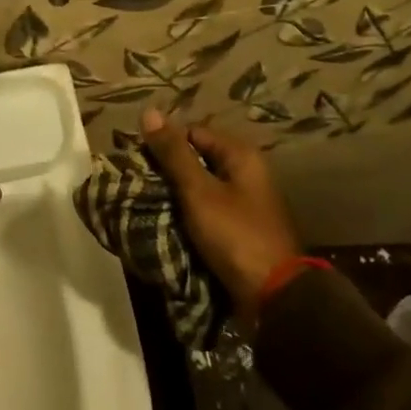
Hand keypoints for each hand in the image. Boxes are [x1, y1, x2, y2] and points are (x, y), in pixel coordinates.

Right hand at [140, 108, 299, 321]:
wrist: (273, 298)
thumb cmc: (236, 235)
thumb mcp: (199, 192)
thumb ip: (173, 154)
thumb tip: (149, 111)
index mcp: (241, 156)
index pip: (193, 133)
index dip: (164, 143)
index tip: (137, 160)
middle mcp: (245, 173)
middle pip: (197, 160)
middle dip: (167, 171)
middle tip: (137, 183)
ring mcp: (244, 203)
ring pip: (199, 188)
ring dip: (176, 195)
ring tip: (145, 203)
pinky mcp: (239, 229)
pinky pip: (206, 212)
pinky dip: (188, 215)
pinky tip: (166, 223)